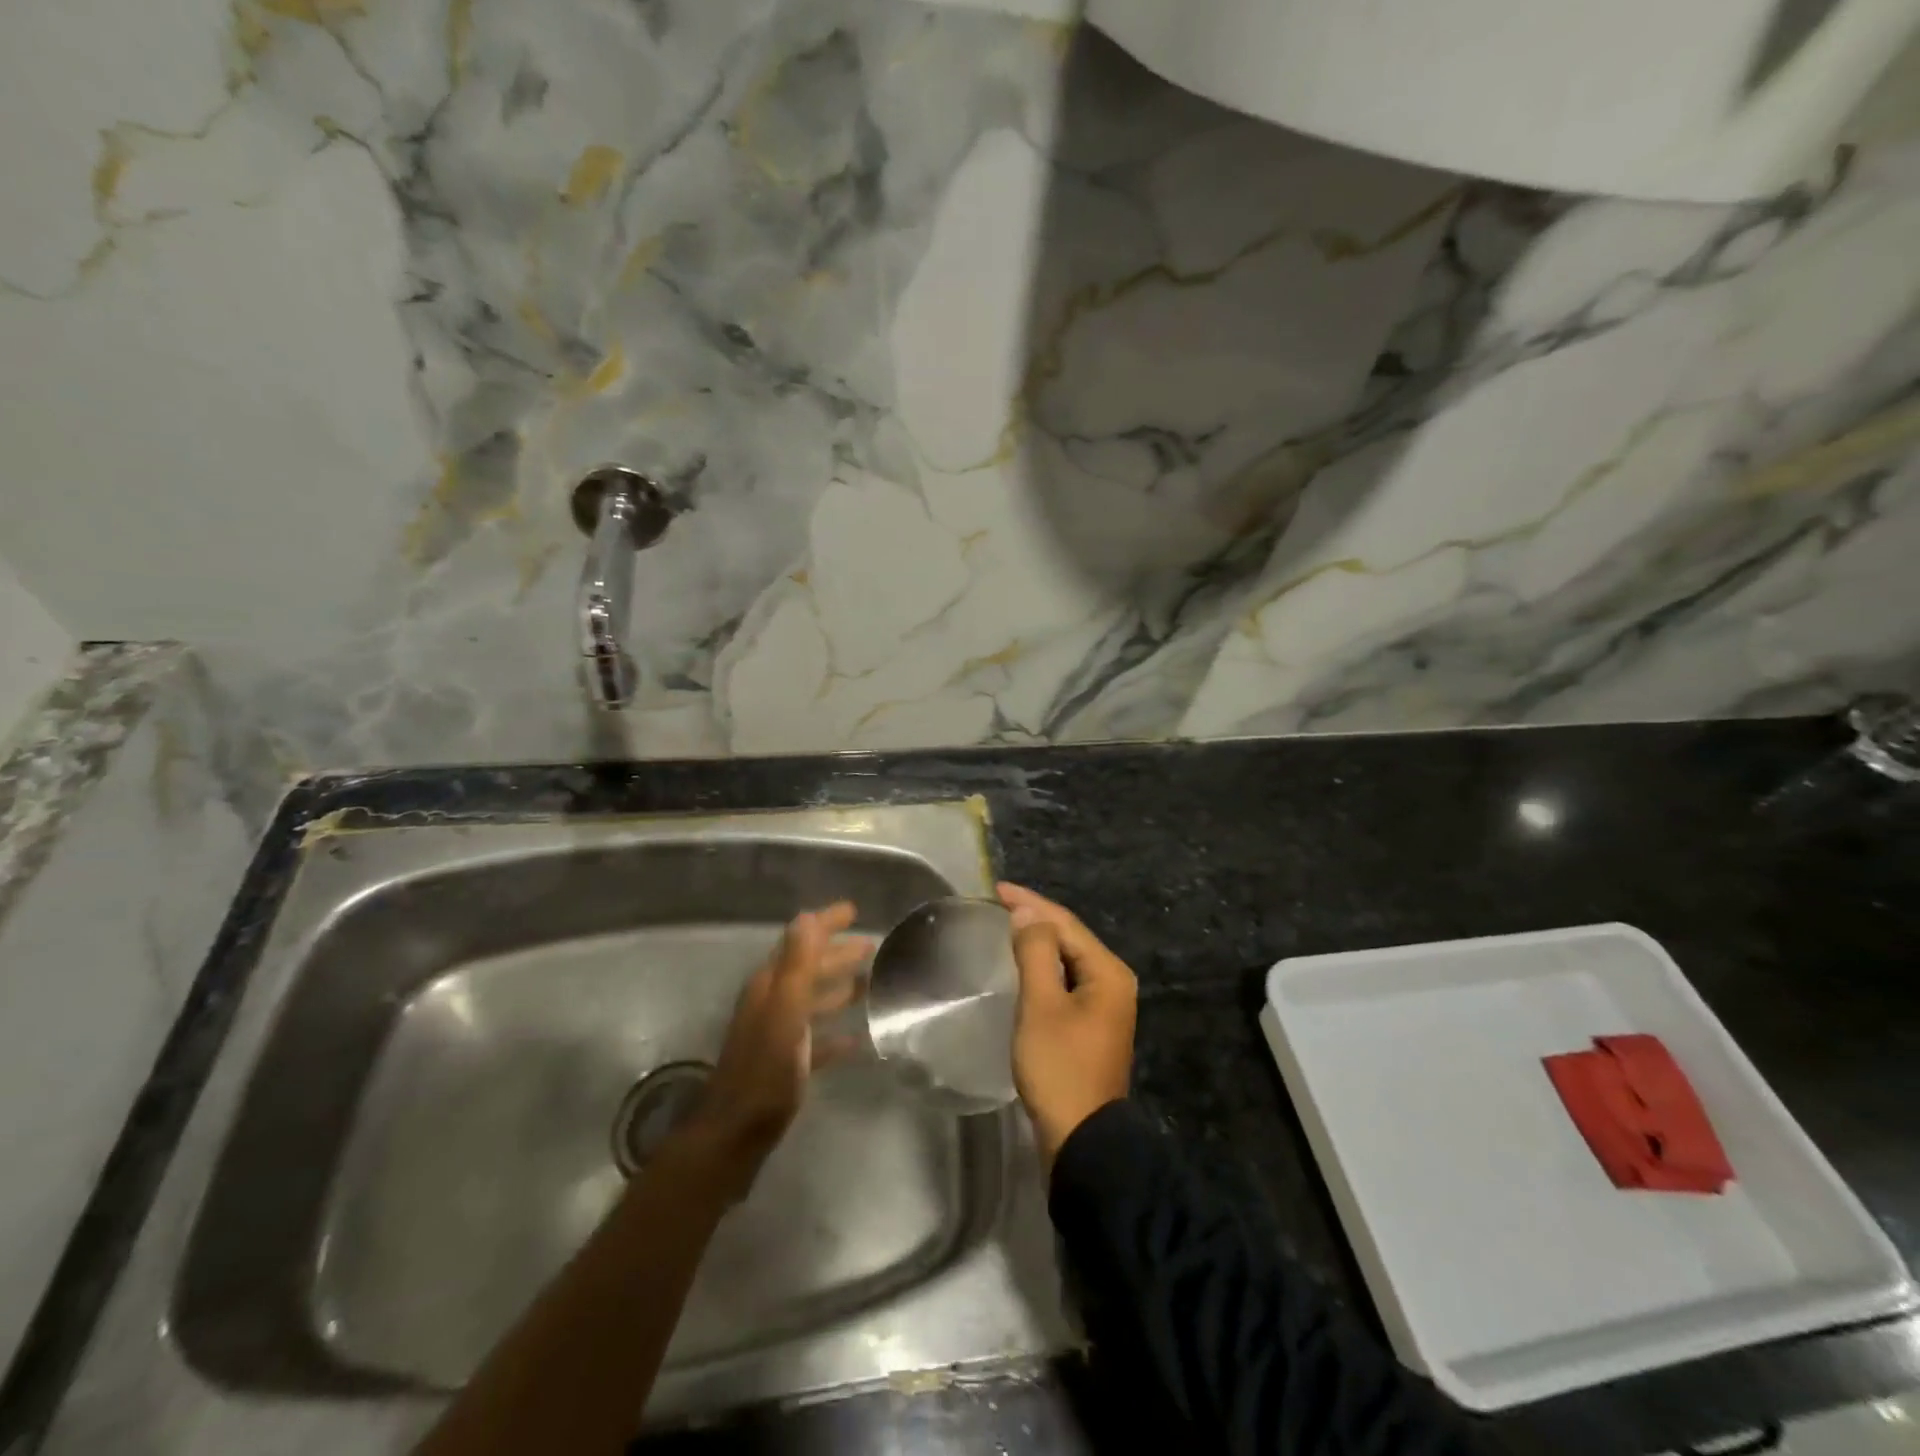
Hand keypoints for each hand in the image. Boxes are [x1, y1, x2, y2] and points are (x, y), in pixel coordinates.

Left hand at [672, 902, 866, 1199]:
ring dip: (839, 988)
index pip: (801, 941)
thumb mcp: (785, 1010)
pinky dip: (835, 1033)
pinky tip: (857, 1039)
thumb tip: (807, 916)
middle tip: (871, 946)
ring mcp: (778, 1033)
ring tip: (870, 984)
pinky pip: (816, 1039)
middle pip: (809, 968)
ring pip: (813, 1000)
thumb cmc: (765, 1070)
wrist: (736, 1134)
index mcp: (772, 985)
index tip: (853, 909)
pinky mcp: (786, 1063)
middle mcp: (773, 1002)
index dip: (825, 923)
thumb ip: (797, 964)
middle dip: (838, 954)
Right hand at [999, 882, 1136, 1170]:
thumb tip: (1028, 913)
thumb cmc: (1060, 1067)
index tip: (997, 888)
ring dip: (1040, 942)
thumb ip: (1036, 953)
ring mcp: (1106, 1006)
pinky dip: (1045, 968)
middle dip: (1036, 918)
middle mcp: (1113, 983)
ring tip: (1008, 926)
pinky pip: (1067, 981)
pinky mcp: (1092, 1026)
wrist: (1082, 1140)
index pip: (1066, 924)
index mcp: (1108, 973)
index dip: (1031, 903)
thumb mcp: (1042, 1005)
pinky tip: (1025, 966)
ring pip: (1069, 960)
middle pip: (1071, 938)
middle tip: (999, 904)